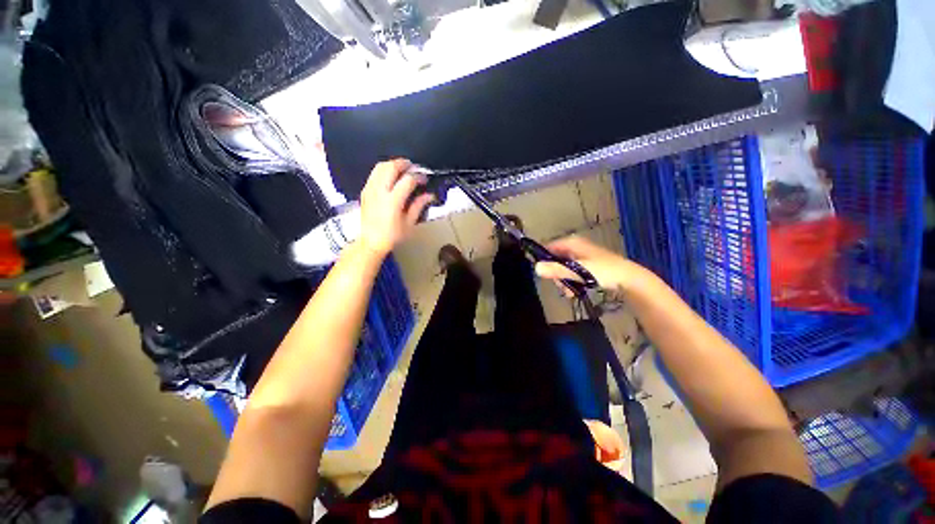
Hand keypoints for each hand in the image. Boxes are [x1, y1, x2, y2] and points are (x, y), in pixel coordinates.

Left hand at [357, 159, 434, 256]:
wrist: (371, 242)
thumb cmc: (392, 236)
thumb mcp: (409, 223)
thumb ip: (418, 206)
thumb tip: (429, 195)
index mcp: (393, 201)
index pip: (407, 180)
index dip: (418, 177)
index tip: (424, 180)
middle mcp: (379, 192)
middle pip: (391, 167)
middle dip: (404, 164)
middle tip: (414, 168)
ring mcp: (370, 190)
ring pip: (380, 167)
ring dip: (393, 164)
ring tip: (403, 170)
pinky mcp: (365, 191)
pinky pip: (374, 174)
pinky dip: (384, 171)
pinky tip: (391, 178)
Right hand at [534, 235, 644, 292]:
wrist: (629, 279)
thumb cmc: (603, 271)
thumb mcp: (578, 271)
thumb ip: (557, 270)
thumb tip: (535, 268)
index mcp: (571, 243)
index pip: (549, 246)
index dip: (543, 258)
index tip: (542, 272)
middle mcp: (574, 247)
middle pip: (555, 259)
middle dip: (555, 274)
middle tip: (560, 285)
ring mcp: (581, 257)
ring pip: (563, 268)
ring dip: (563, 280)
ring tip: (568, 291)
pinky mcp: (586, 266)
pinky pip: (571, 272)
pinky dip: (571, 281)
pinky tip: (573, 291)